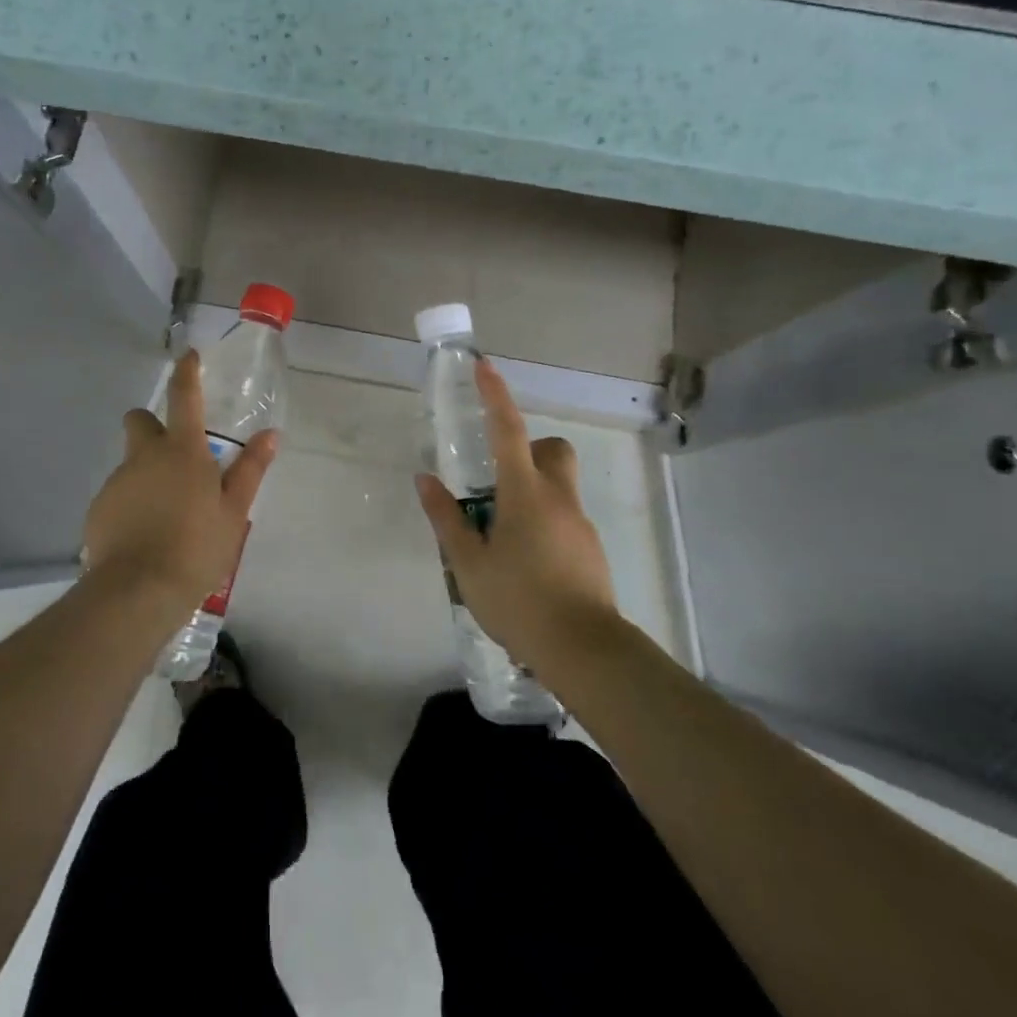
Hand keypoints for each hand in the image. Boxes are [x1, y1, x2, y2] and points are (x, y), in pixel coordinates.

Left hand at [82, 350, 277, 616]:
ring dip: (147, 471)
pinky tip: (147, 532)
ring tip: (169, 512)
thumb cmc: (196, 547)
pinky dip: (133, 501)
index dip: (187, 373)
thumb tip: (270, 435)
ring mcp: (117, 481)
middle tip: (176, 455)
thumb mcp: (233, 510)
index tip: (189, 357)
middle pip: (140, 420)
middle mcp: (144, 456)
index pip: (184, 397)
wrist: (138, 591)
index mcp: (182, 450)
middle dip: (153, 424)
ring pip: (131, 461)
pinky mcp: (98, 508)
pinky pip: (119, 493)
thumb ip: (250, 470)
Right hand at [415, 358, 617, 669]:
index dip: (496, 396)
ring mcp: (580, 524)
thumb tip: (425, 480)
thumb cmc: (518, 601)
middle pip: (552, 451)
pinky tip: (525, 567)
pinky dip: (543, 525)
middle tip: (498, 483)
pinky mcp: (591, 550)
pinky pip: (564, 519)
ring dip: (531, 494)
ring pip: (559, 487)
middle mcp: (558, 498)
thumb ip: (446, 518)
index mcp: (524, 493)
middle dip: (529, 450)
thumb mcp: (468, 563)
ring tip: (501, 541)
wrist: (583, 650)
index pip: (508, 430)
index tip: (485, 367)